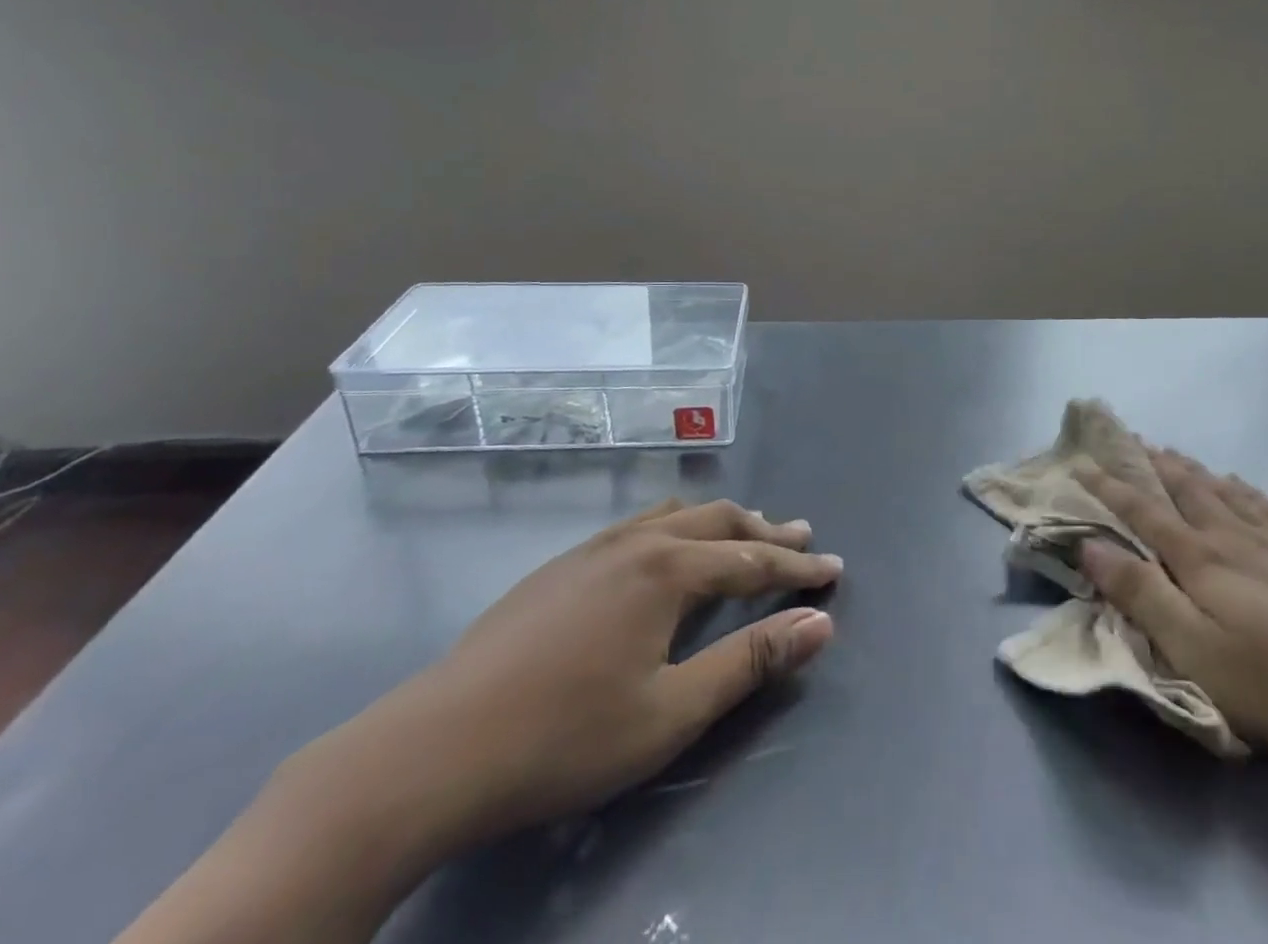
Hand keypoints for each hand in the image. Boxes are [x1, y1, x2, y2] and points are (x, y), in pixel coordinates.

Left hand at [320, 497, 841, 846]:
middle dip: (764, 531)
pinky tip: (664, 550)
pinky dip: (674, 528)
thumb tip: (818, 624)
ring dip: (718, 522)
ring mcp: (592, 550)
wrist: (434, 750)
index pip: (751, 561)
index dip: (796, 569)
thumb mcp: (673, 712)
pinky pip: (636, 527)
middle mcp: (637, 543)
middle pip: (717, 522)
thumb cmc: (566, 738)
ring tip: (744, 532)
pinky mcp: (559, 568)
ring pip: (674, 516)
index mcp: (668, 571)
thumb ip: (750, 662)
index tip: (834, 572)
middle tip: (800, 538)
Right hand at [1077, 451, 1267, 776]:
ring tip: (1174, 453)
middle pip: (1186, 490)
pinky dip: (1248, 491)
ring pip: (1226, 493)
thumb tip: (1090, 544)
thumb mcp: (1196, 653)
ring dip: (1194, 470)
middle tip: (1130, 440)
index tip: (1082, 461)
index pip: (1143, 512)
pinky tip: (1245, 487)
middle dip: (1152, 465)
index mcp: (1201, 561)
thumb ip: (1141, 595)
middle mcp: (1235, 539)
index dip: (1110, 486)